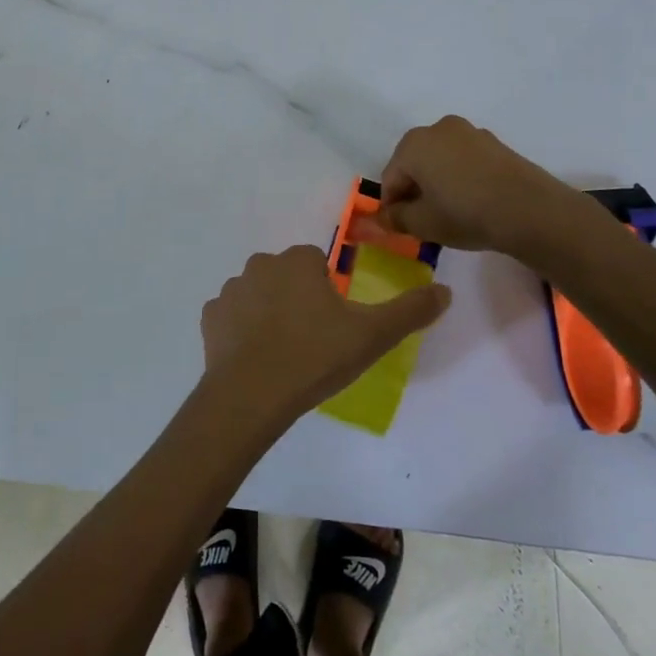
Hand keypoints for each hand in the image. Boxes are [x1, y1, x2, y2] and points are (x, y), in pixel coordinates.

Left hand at [200, 245, 450, 427]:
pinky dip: (242, 332)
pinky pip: (232, 318)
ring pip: (258, 295)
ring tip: (283, 353)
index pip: (317, 263)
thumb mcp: (373, 335)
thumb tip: (445, 291)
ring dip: (269, 314)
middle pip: (286, 276)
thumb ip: (411, 310)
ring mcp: (230, 290)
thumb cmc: (315, 356)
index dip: (328, 291)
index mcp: (297, 261)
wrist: (253, 395)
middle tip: (311, 340)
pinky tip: (256, 359)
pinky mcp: (210, 318)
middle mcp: (260, 264)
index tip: (333, 323)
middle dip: (297, 299)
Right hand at [368, 115, 597, 257]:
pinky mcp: (495, 143)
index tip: (400, 228)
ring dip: (438, 183)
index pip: (390, 178)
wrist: (531, 210)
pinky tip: (472, 203)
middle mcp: (438, 129)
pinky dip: (460, 178)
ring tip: (449, 213)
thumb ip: (395, 219)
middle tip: (423, 221)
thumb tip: (381, 218)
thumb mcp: (422, 224)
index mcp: (413, 144)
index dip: (392, 206)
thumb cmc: (465, 214)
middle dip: (414, 191)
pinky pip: (464, 161)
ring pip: (440, 161)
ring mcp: (470, 133)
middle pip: (414, 164)